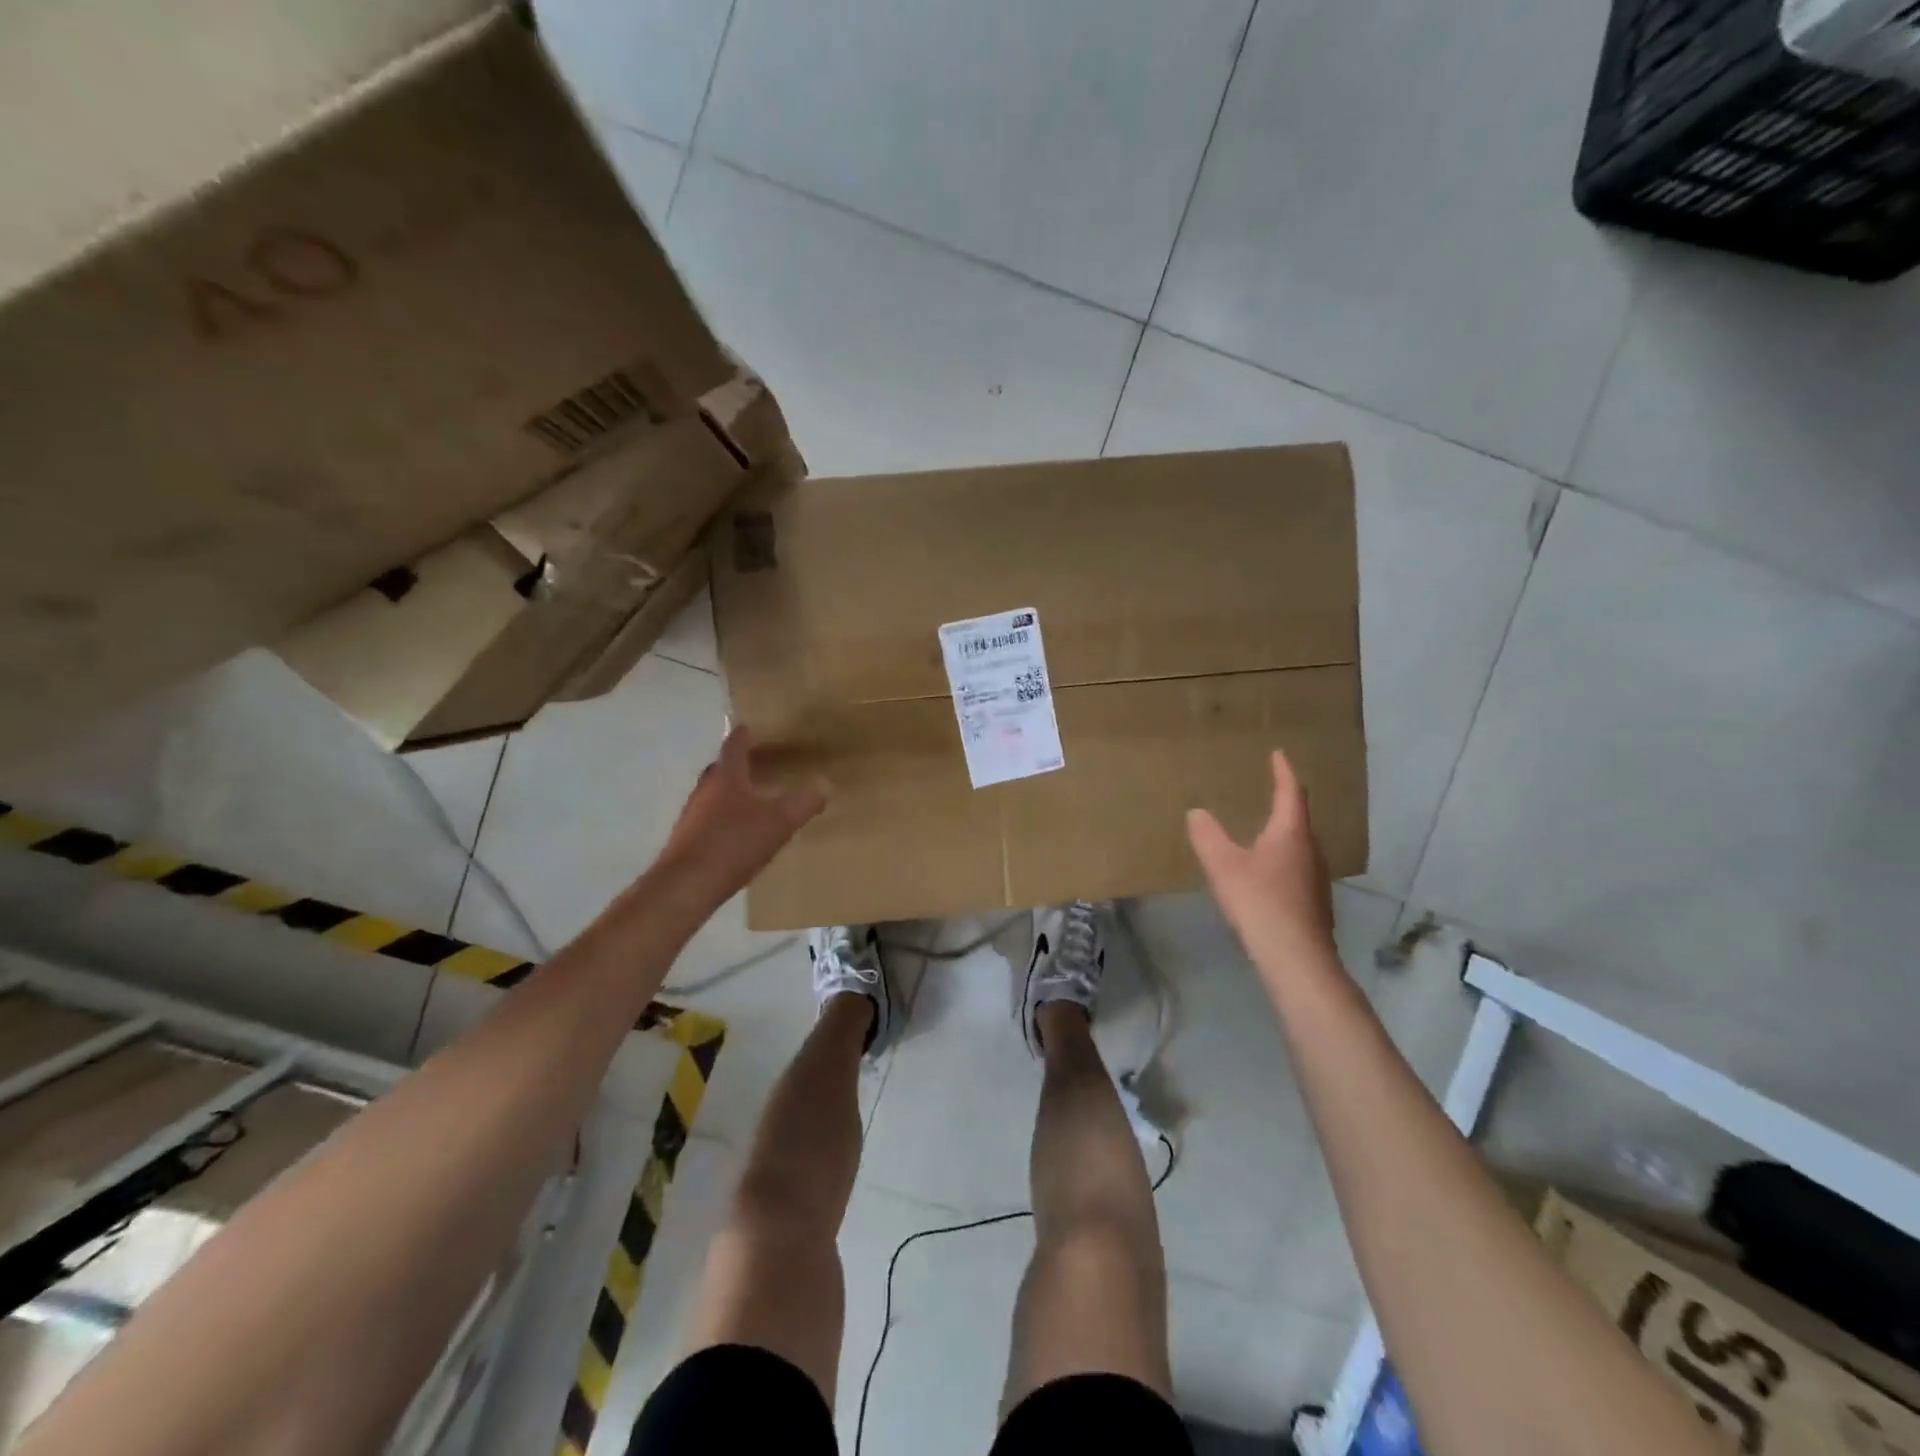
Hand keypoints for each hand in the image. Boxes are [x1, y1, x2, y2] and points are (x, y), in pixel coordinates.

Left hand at [658, 727, 826, 903]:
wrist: (685, 886)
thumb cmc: (733, 844)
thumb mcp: (779, 822)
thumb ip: (803, 802)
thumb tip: (825, 783)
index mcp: (726, 777)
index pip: (734, 746)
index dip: (744, 735)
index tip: (750, 726)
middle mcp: (705, 790)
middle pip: (721, 769)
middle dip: (737, 764)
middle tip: (757, 762)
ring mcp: (691, 816)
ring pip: (713, 794)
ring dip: (730, 792)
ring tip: (751, 798)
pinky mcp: (686, 841)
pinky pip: (708, 819)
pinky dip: (723, 817)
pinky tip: (737, 832)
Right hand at [1187, 750, 1336, 970]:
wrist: (1295, 957)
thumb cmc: (1259, 902)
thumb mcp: (1224, 866)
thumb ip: (1208, 837)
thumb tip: (1197, 812)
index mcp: (1291, 834)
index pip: (1291, 793)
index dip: (1283, 773)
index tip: (1278, 754)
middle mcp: (1310, 850)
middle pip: (1299, 819)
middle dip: (1285, 803)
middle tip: (1269, 790)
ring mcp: (1316, 878)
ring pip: (1300, 846)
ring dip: (1284, 833)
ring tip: (1265, 829)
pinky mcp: (1313, 902)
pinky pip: (1297, 868)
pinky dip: (1283, 859)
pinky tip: (1268, 872)